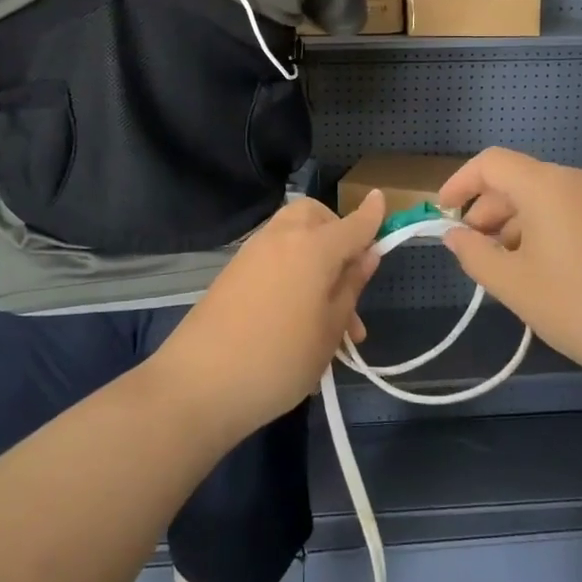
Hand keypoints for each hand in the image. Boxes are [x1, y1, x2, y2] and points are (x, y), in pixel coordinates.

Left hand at [153, 193, 385, 434]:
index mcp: (314, 247)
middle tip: (348, 275)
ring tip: (329, 318)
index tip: (381, 199)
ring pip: (293, 236)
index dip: (372, 215)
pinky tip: (297, 319)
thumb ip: (350, 286)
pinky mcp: (233, 271)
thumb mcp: (329, 329)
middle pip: (315, 215)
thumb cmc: (280, 359)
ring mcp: (253, 252)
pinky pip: (274, 256)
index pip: (353, 224)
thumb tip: (366, 254)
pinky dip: (292, 269)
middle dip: (336, 232)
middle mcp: (282, 237)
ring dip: (315, 258)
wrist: (200, 383)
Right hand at [437, 148, 581, 374]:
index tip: (443, 212)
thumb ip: (473, 253)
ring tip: (504, 263)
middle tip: (473, 247)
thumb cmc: (574, 306)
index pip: (492, 163)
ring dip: (514, 220)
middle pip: (518, 178)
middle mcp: (577, 179)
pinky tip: (538, 265)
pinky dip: (543, 225)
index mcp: (547, 185)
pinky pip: (568, 208)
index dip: (461, 182)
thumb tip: (454, 235)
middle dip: (488, 208)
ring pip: (543, 195)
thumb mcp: (511, 283)